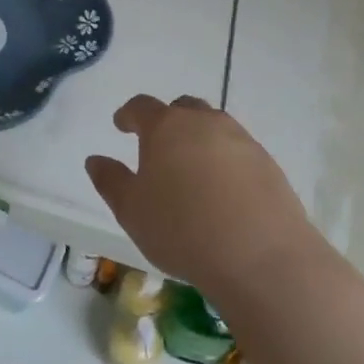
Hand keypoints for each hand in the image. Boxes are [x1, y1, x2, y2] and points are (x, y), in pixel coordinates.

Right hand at [86, 95, 316, 303]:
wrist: (261, 257)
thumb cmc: (182, 229)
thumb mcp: (132, 211)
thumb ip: (111, 181)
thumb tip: (96, 160)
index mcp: (165, 127)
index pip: (141, 106)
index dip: (129, 114)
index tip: (121, 124)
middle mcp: (204, 123)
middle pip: (182, 109)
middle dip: (168, 121)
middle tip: (159, 145)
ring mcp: (241, 140)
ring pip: (214, 127)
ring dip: (199, 139)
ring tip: (192, 170)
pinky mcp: (268, 163)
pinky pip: (238, 151)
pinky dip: (226, 161)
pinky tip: (223, 191)